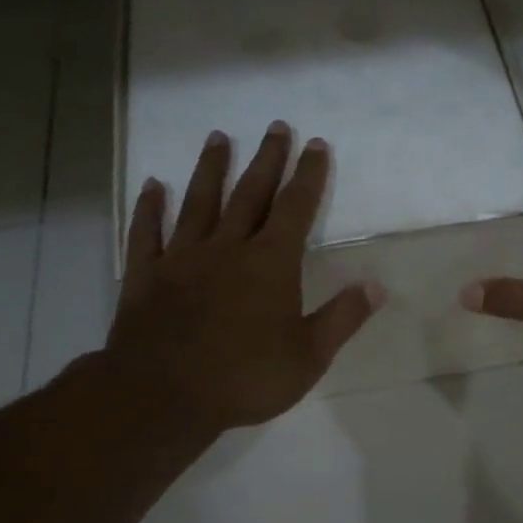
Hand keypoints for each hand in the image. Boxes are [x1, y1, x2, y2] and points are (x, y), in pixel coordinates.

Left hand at [105, 121, 383, 433]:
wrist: (164, 396)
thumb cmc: (245, 378)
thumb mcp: (308, 357)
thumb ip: (342, 318)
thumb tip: (377, 285)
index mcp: (270, 264)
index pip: (296, 208)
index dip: (308, 175)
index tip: (315, 144)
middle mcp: (227, 248)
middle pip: (250, 194)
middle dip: (266, 160)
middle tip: (275, 127)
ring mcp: (182, 258)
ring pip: (198, 203)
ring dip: (210, 169)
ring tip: (218, 138)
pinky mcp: (145, 275)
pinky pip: (146, 232)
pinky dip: (149, 208)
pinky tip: (152, 186)